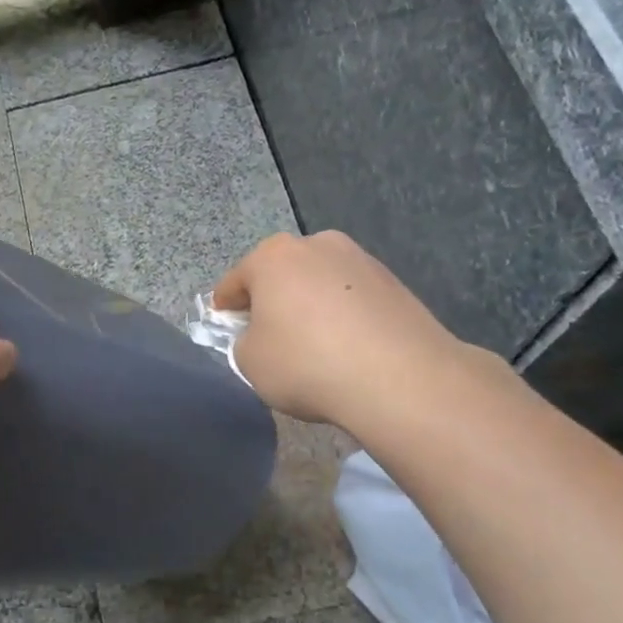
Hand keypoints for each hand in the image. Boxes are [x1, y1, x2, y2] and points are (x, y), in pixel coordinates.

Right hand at [212, 230, 464, 428]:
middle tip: (269, 336)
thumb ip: (246, 341)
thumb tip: (264, 336)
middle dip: (272, 300)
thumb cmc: (306, 363)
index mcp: (273, 256)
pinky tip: (347, 348)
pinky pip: (352, 299)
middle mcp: (317, 245)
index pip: (235, 281)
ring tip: (314, 345)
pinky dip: (343, 316)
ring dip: (311, 306)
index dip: (225, 306)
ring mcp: (360, 259)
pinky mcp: (394, 282)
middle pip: (281, 274)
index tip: (224, 325)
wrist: (398, 378)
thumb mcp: (250, 362)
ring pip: (320, 284)